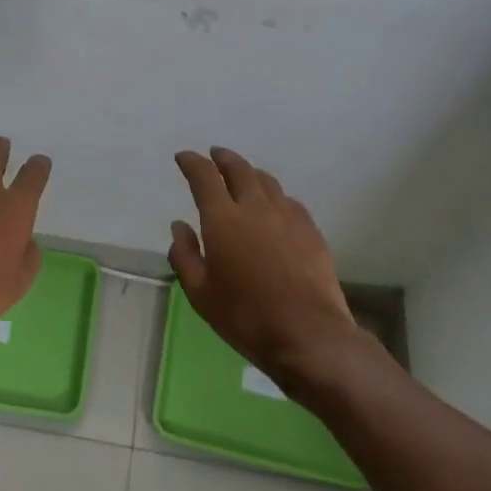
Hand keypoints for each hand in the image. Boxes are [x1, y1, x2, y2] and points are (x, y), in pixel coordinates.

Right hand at [169, 147, 356, 378]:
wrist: (308, 335)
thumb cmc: (245, 317)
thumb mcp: (200, 293)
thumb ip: (184, 255)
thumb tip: (180, 226)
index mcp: (223, 219)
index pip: (204, 176)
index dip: (191, 162)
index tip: (184, 157)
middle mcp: (255, 207)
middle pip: (239, 169)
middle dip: (222, 158)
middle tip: (214, 155)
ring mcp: (287, 216)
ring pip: (266, 181)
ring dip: (250, 173)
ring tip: (243, 176)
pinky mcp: (311, 230)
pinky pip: (289, 201)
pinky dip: (274, 195)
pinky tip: (274, 206)